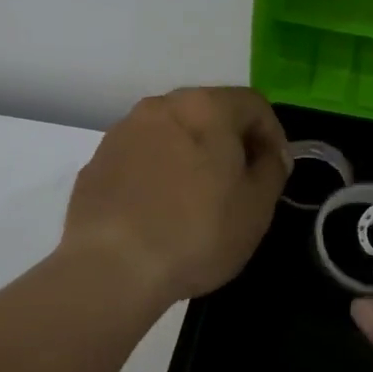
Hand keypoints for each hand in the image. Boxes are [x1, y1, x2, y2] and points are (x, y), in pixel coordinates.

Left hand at [63, 87, 288, 305]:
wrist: (111, 267)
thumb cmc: (198, 232)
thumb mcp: (257, 206)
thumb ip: (272, 170)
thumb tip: (269, 155)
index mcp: (205, 107)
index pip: (253, 104)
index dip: (273, 135)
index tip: (275, 171)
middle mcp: (161, 106)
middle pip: (209, 113)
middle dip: (230, 142)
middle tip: (240, 183)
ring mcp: (123, 132)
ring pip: (172, 133)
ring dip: (191, 155)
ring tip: (198, 199)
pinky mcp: (97, 162)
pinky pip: (141, 157)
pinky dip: (158, 172)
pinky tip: (160, 211)